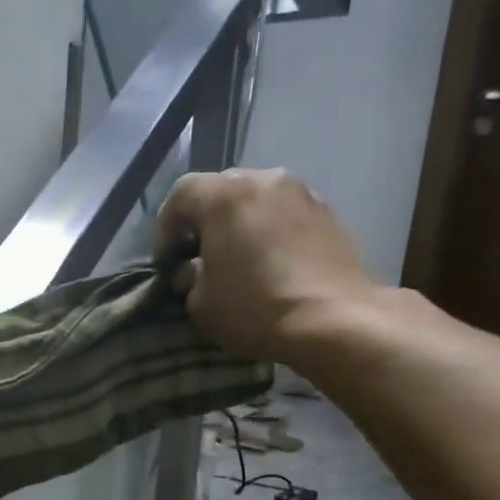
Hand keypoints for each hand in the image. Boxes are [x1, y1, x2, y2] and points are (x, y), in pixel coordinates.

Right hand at [155, 168, 376, 360]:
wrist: (333, 319)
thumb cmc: (254, 307)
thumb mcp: (200, 302)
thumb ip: (189, 277)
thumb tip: (192, 271)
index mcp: (224, 196)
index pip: (181, 193)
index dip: (166, 227)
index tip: (167, 261)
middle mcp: (263, 180)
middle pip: (221, 189)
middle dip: (204, 220)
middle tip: (199, 256)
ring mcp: (301, 192)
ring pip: (256, 199)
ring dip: (239, 223)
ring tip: (236, 258)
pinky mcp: (328, 212)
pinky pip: (283, 213)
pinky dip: (269, 230)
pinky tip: (269, 262)